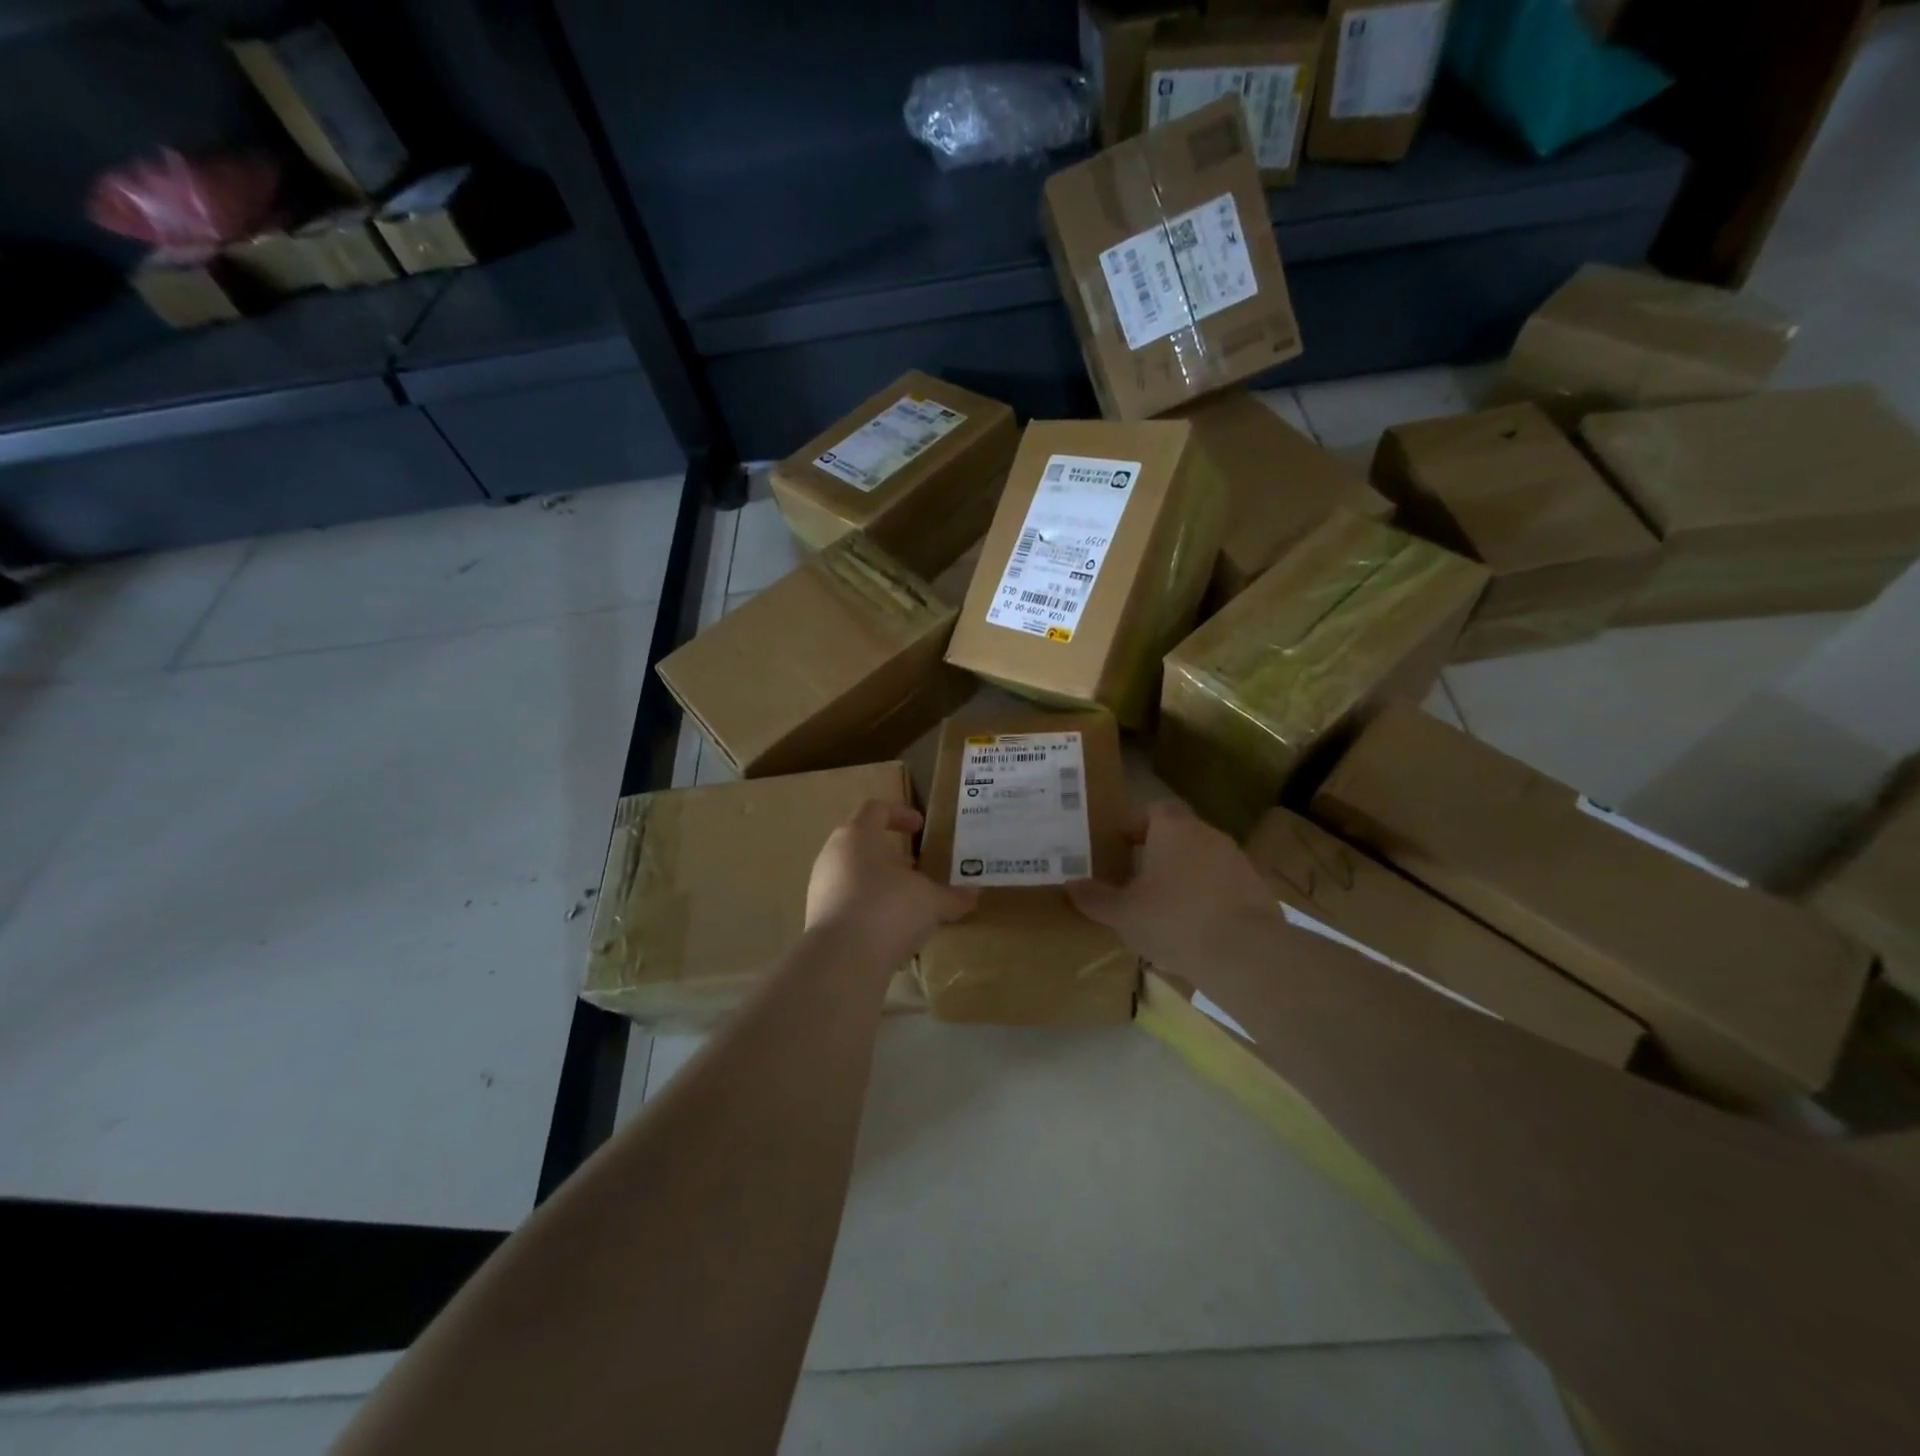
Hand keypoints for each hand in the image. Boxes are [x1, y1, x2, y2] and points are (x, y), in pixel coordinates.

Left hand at [807, 801, 977, 959]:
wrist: (841, 960)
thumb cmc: (888, 909)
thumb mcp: (931, 901)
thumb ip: (952, 896)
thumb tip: (974, 894)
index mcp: (857, 835)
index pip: (876, 809)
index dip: (900, 813)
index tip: (920, 827)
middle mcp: (834, 855)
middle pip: (863, 843)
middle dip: (892, 854)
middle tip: (917, 867)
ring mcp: (821, 886)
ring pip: (854, 874)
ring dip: (881, 883)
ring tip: (908, 901)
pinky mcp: (818, 917)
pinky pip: (847, 903)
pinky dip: (869, 908)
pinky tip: (890, 929)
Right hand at [1066, 799, 1273, 970]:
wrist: (1246, 954)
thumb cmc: (1174, 920)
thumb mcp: (1123, 914)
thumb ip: (1096, 898)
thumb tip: (1071, 885)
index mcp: (1173, 829)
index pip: (1154, 809)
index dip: (1136, 825)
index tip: (1120, 846)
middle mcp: (1208, 835)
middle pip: (1179, 835)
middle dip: (1158, 854)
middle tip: (1136, 880)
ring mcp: (1237, 861)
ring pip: (1202, 861)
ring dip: (1184, 878)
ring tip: (1164, 909)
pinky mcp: (1257, 890)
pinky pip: (1223, 887)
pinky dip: (1208, 900)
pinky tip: (1196, 929)